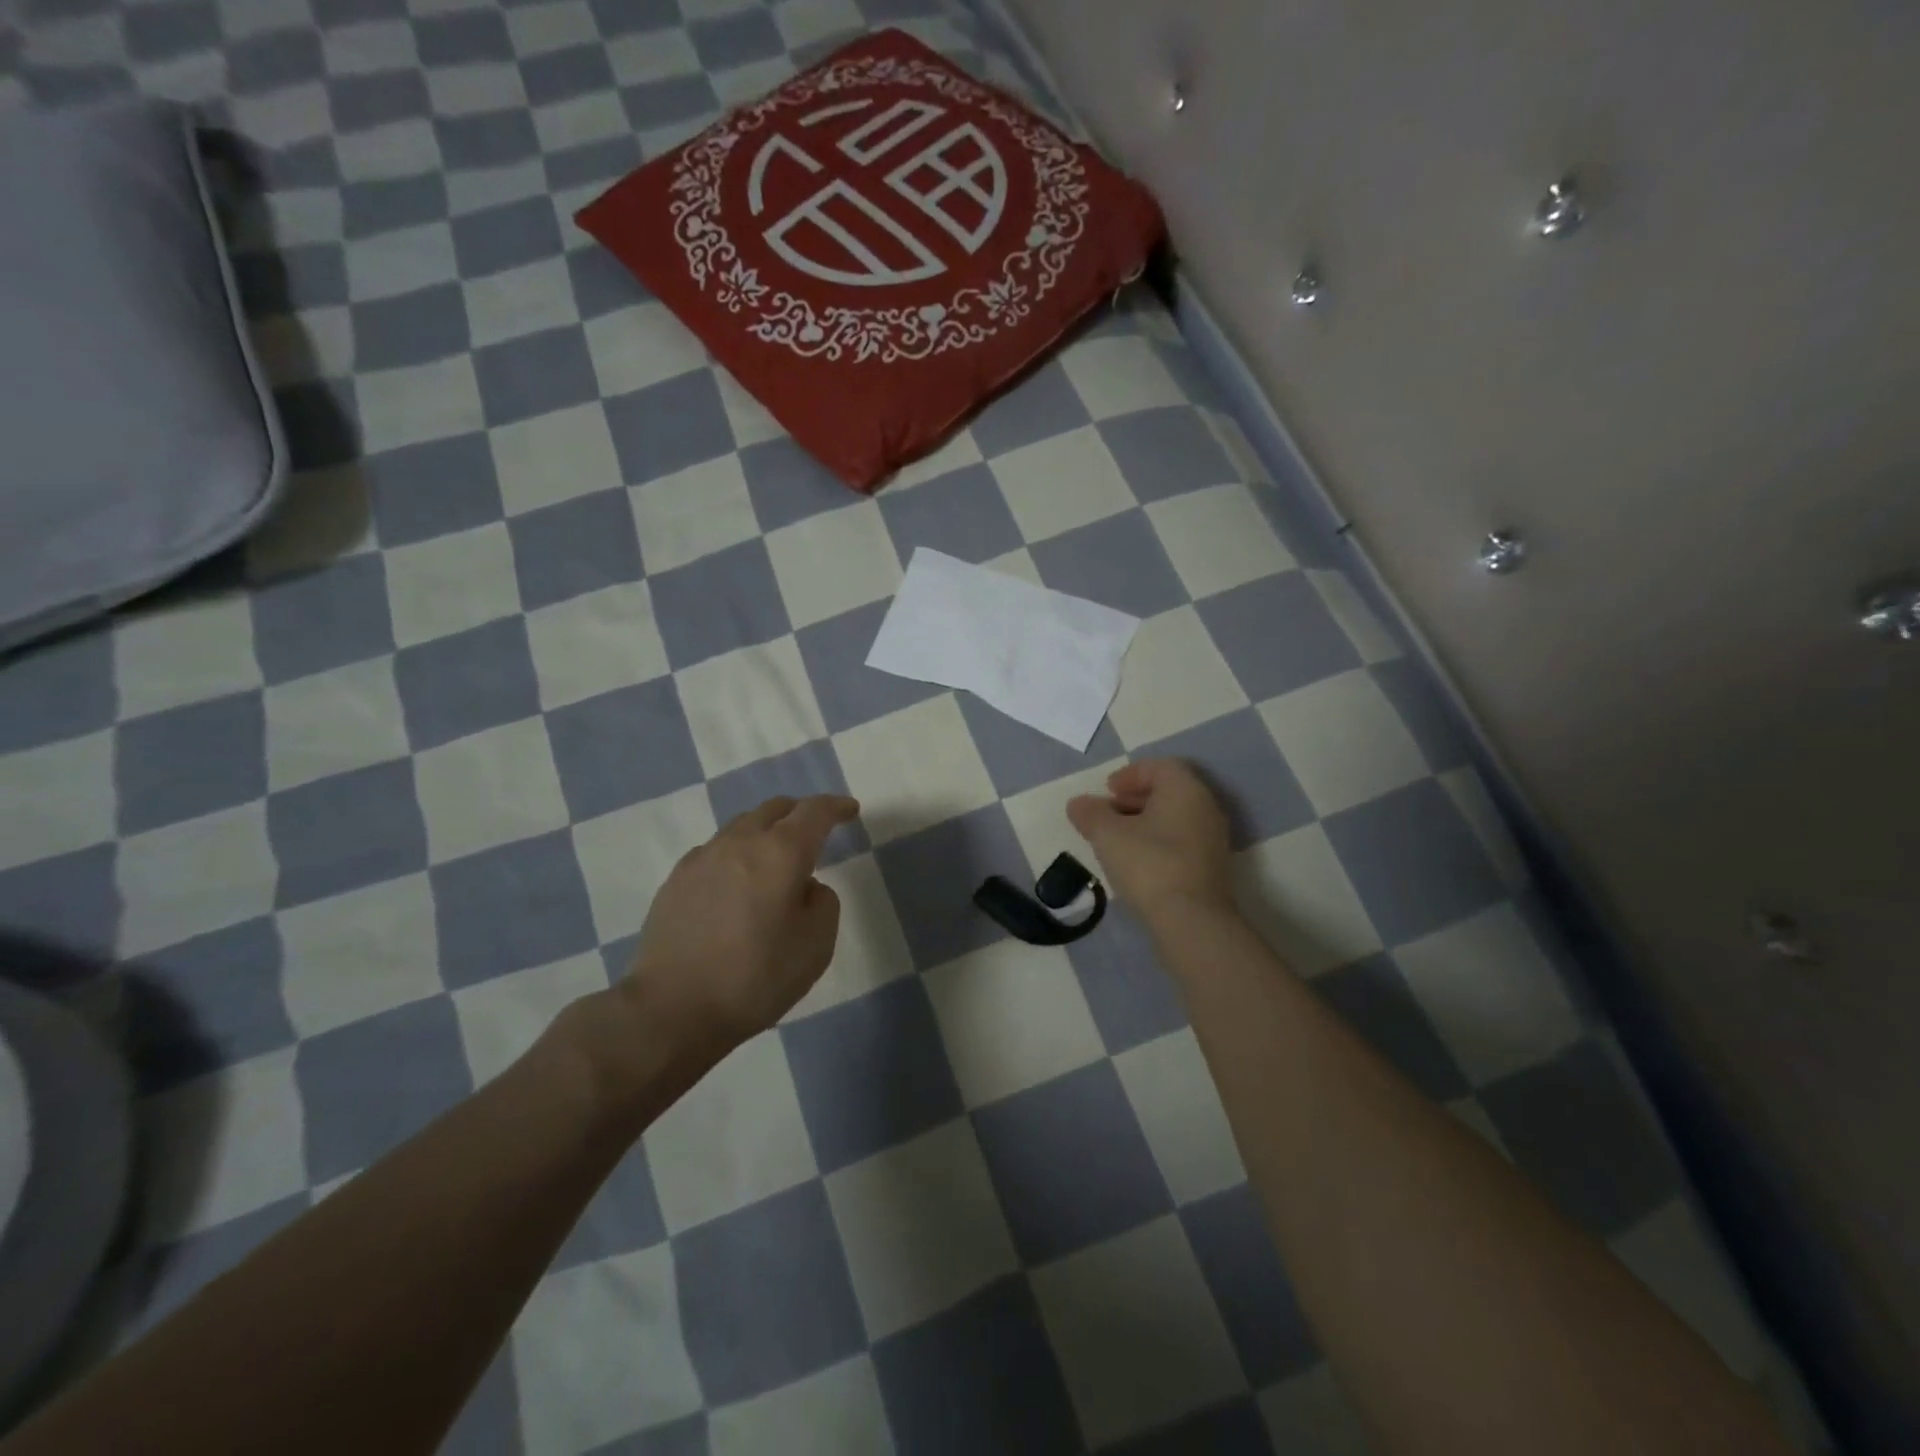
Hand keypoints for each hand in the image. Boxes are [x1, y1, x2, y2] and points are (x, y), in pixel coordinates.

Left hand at [622, 795, 859, 1047]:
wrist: (671, 1008)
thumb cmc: (755, 977)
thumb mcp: (816, 945)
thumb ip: (823, 902)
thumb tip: (806, 887)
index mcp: (781, 852)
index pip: (814, 812)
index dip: (835, 807)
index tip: (849, 810)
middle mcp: (741, 842)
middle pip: (775, 809)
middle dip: (800, 813)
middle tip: (815, 831)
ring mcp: (703, 858)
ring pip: (742, 826)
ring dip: (766, 832)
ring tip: (774, 860)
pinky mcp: (677, 879)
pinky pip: (717, 851)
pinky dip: (737, 855)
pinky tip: (737, 883)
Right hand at [1067, 760, 1233, 923]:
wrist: (1191, 920)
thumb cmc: (1148, 863)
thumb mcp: (1107, 834)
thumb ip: (1090, 813)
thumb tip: (1078, 804)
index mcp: (1185, 789)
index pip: (1160, 766)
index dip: (1130, 774)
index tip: (1107, 790)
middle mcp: (1205, 807)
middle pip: (1169, 790)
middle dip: (1135, 798)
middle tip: (1108, 812)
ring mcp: (1213, 838)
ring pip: (1175, 817)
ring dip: (1145, 821)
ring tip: (1116, 839)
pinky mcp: (1212, 866)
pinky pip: (1182, 840)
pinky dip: (1159, 841)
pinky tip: (1137, 862)